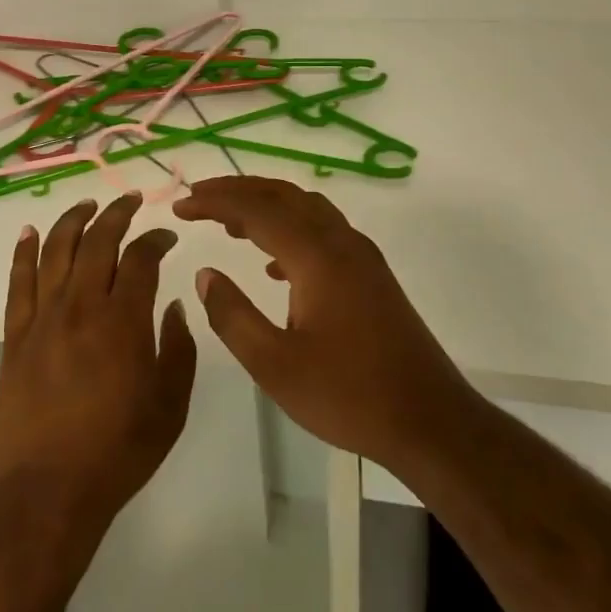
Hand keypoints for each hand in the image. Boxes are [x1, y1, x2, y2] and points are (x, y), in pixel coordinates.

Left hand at [0, 193, 196, 532]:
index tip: (166, 236)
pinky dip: (24, 252)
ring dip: (73, 220)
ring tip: (87, 204)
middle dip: (117, 213)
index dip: (155, 239)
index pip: (141, 258)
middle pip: (98, 241)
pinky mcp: (15, 335)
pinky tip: (30, 232)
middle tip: (131, 200)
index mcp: (124, 320)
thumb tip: (173, 308)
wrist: (47, 491)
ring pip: (57, 250)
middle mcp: (82, 306)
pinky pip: (18, 282)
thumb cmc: (118, 451)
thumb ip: (179, 350)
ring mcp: (44, 318)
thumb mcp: (171, 406)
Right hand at [175, 176, 472, 470]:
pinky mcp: (371, 274)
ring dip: (266, 205)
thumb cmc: (349, 396)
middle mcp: (341, 242)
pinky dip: (291, 229)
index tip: (179, 206)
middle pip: (283, 195)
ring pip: (307, 208)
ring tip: (229, 223)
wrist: (430, 421)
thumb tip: (205, 274)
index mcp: (316, 257)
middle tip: (198, 199)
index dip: (214, 202)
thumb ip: (232, 315)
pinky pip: (323, 231)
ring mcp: (361, 256)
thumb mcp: (275, 365)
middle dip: (238, 191)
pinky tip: (273, 264)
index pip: (256, 209)